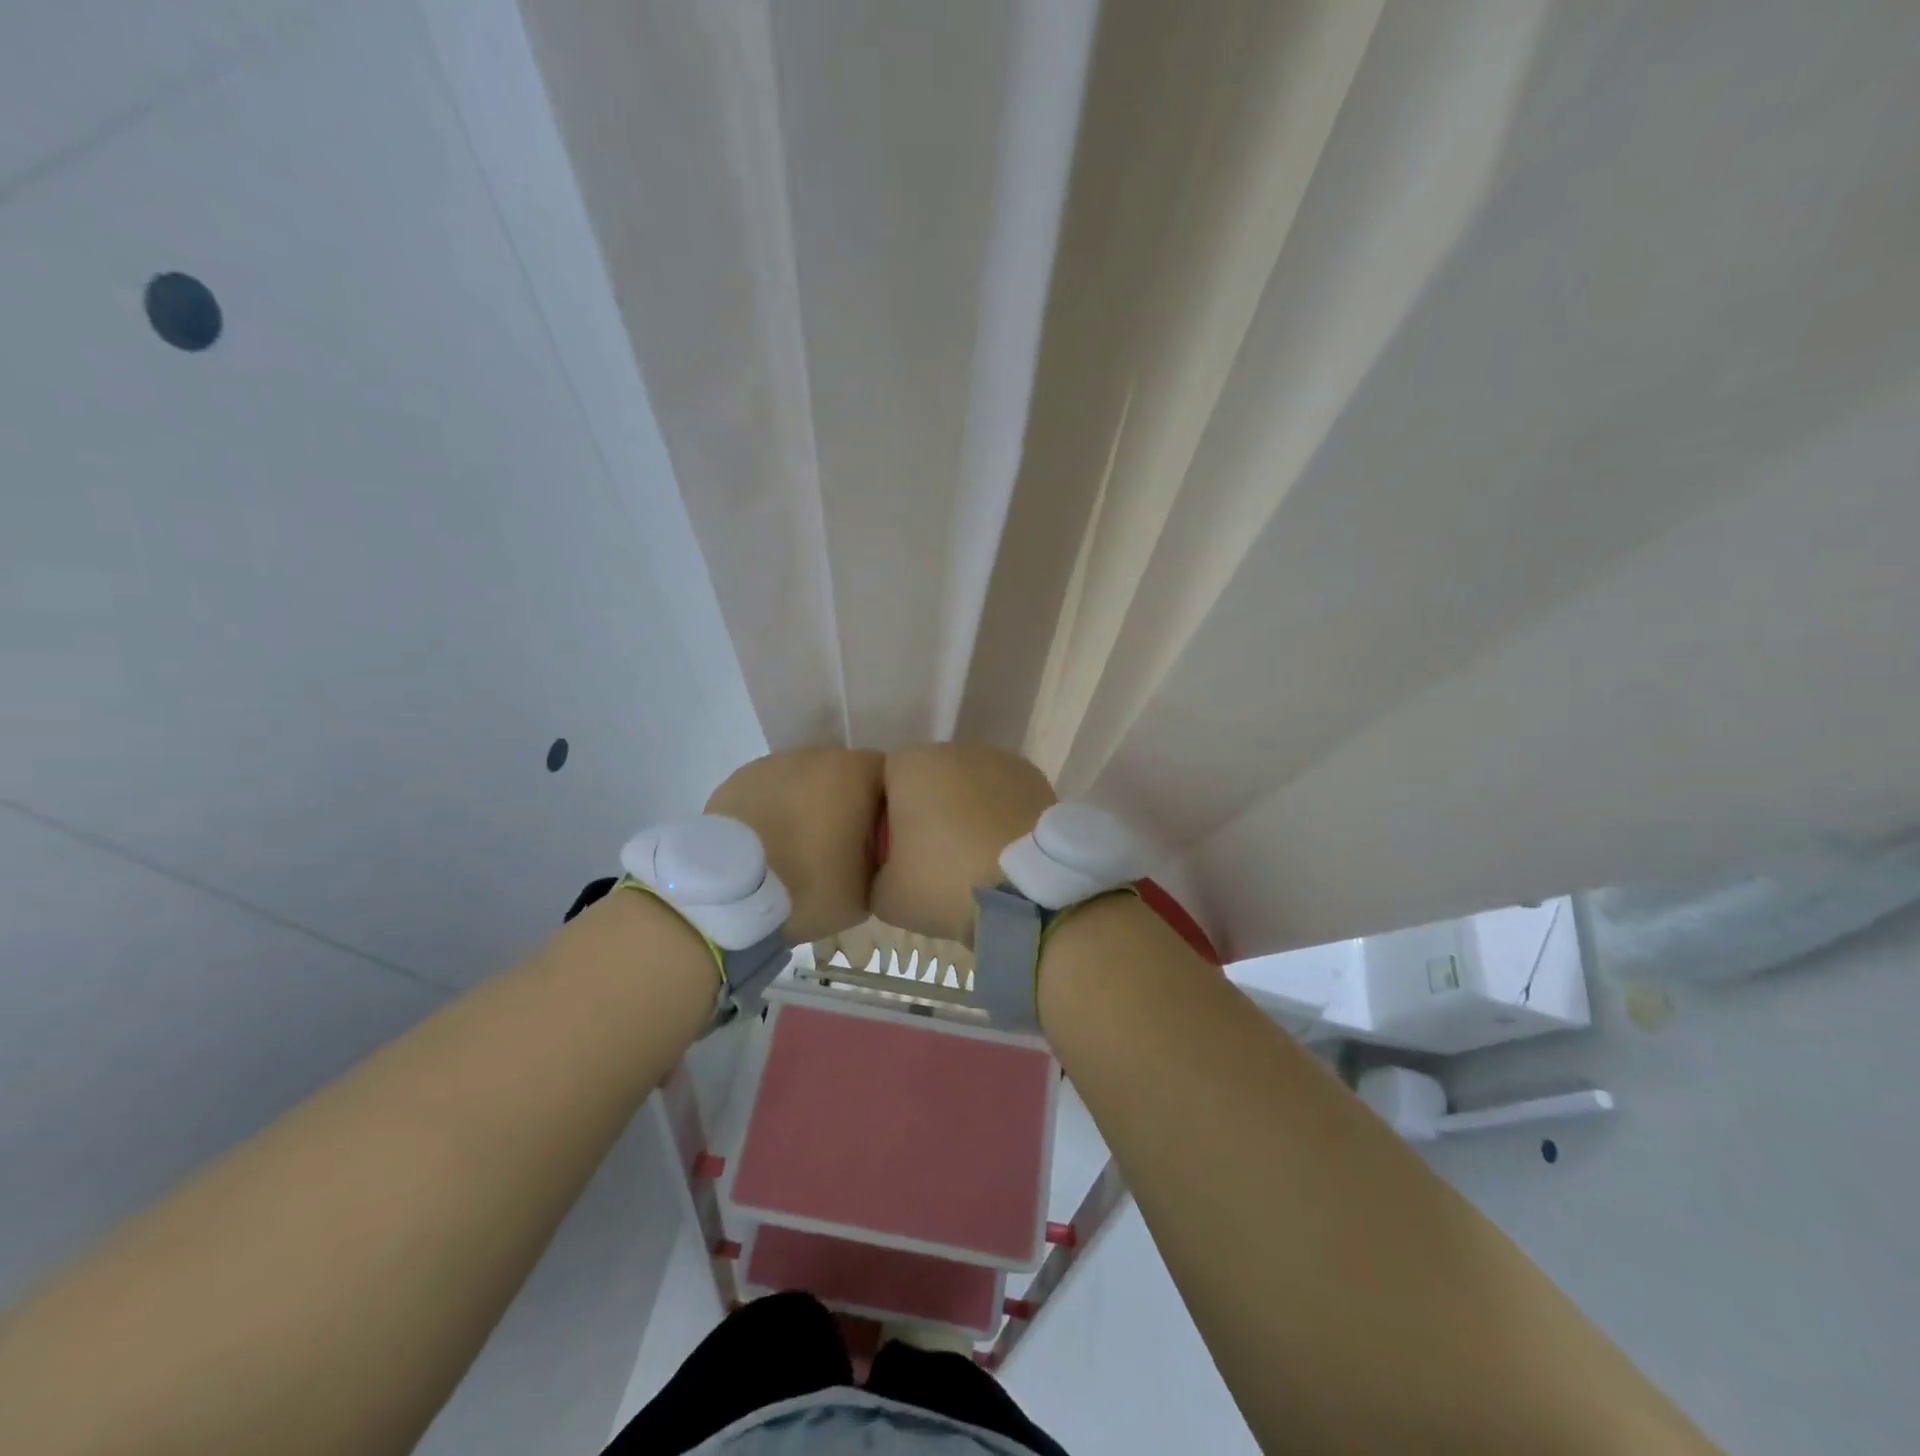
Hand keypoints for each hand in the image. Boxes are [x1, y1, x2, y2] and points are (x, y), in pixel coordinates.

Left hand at [705, 748, 884, 941]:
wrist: (732, 892)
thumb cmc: (812, 885)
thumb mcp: (869, 887)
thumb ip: (882, 858)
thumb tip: (876, 851)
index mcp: (857, 771)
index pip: (888, 778)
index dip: (885, 808)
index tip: (877, 840)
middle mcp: (817, 754)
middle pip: (843, 775)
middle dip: (844, 803)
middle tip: (838, 847)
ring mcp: (774, 763)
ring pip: (803, 781)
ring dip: (806, 805)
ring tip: (796, 848)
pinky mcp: (738, 779)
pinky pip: (769, 792)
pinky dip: (773, 810)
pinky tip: (766, 844)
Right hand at [871, 742, 1056, 945]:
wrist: (1030, 890)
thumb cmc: (946, 882)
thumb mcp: (885, 895)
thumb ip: (876, 873)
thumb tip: (888, 870)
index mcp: (910, 764)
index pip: (883, 784)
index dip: (887, 820)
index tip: (897, 855)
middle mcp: (954, 748)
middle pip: (928, 779)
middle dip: (929, 810)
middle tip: (935, 858)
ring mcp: (999, 758)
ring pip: (968, 784)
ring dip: (967, 810)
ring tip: (974, 855)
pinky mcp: (1034, 776)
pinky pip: (1003, 794)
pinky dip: (999, 814)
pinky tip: (1003, 849)